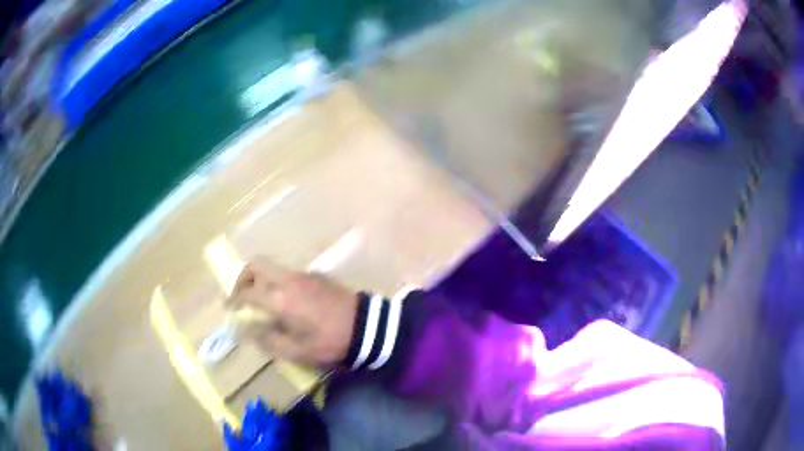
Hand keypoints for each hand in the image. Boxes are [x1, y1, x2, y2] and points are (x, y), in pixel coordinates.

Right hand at [226, 257, 358, 368]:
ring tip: (262, 302)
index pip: (247, 292)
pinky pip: (288, 274)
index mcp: (280, 298)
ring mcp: (304, 275)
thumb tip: (248, 329)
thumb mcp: (297, 351)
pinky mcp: (317, 276)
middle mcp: (288, 280)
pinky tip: (285, 302)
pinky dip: (278, 282)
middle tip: (241, 296)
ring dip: (261, 280)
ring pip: (273, 268)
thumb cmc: (329, 341)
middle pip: (257, 265)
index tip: (228, 308)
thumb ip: (268, 340)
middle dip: (243, 278)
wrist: (367, 327)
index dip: (233, 299)